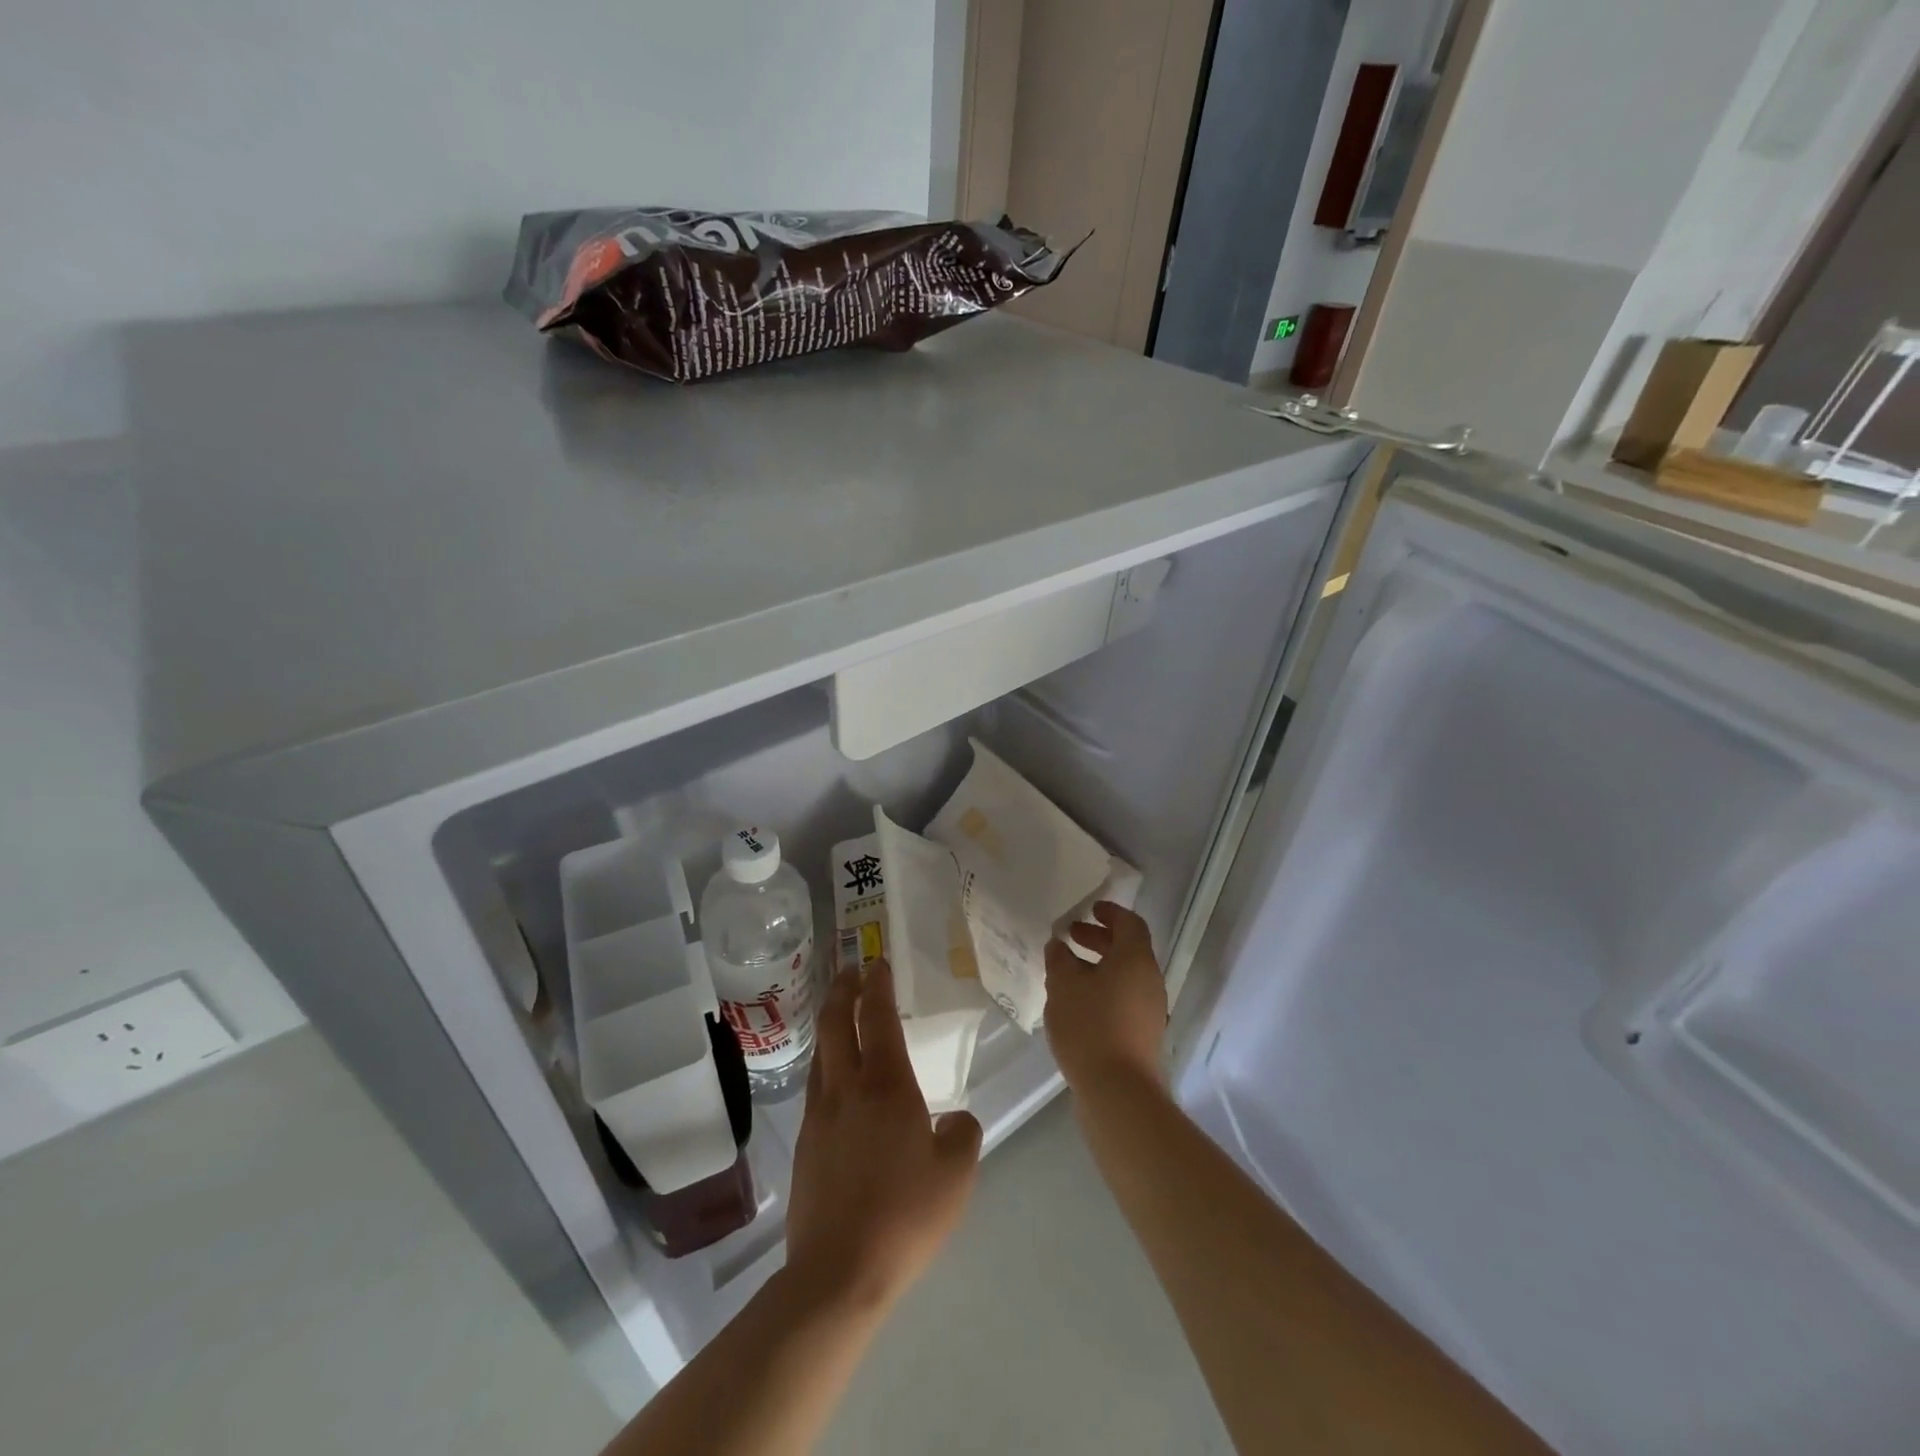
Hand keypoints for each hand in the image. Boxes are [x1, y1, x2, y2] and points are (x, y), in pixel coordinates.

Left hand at [785, 960, 982, 1312]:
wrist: (838, 1271)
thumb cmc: (905, 1215)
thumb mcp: (956, 1174)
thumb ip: (962, 1134)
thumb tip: (954, 1118)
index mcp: (885, 1085)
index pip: (876, 1017)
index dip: (877, 985)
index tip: (877, 961)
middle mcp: (846, 1088)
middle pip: (834, 1023)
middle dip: (842, 990)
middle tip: (850, 970)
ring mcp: (818, 1115)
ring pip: (819, 1053)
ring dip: (828, 1024)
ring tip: (839, 1014)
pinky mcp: (803, 1144)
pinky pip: (815, 1086)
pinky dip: (824, 1063)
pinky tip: (834, 1079)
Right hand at [1044, 901, 1168, 1092]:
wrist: (1119, 1092)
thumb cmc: (1090, 1026)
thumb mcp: (1064, 986)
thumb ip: (1060, 959)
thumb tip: (1059, 946)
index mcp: (1136, 959)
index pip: (1129, 923)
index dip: (1110, 912)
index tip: (1089, 909)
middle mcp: (1149, 979)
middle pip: (1128, 948)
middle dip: (1099, 939)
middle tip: (1070, 936)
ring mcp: (1150, 1009)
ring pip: (1125, 975)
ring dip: (1099, 966)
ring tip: (1067, 972)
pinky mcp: (1144, 1034)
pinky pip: (1124, 998)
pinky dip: (1104, 989)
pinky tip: (1077, 1004)